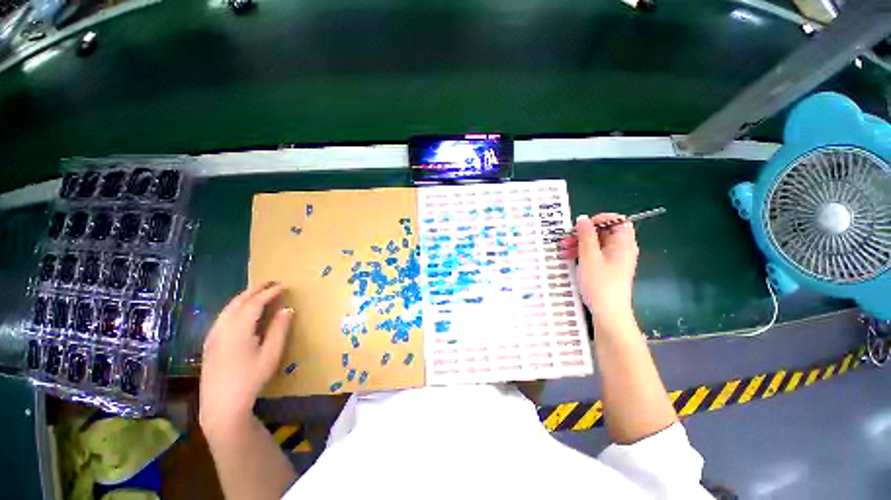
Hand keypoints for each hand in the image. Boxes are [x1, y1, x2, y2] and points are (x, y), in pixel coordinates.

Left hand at [199, 283, 292, 436]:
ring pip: (228, 308)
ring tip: (258, 292)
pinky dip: (235, 307)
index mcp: (238, 330)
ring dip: (244, 297)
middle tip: (271, 283)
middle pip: (238, 302)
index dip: (269, 293)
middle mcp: (222, 328)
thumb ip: (279, 329)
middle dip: (254, 290)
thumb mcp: (271, 354)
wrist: (221, 405)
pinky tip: (241, 310)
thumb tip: (287, 309)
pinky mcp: (209, 343)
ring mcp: (212, 335)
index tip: (283, 286)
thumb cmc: (250, 379)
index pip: (254, 303)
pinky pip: (222, 316)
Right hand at [560, 214, 638, 323]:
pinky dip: (582, 253)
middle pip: (604, 232)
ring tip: (562, 249)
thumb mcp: (589, 257)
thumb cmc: (600, 283)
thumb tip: (583, 218)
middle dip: (583, 233)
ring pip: (597, 243)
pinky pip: (595, 254)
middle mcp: (621, 248)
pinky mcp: (607, 268)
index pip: (618, 220)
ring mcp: (614, 259)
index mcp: (623, 243)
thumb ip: (586, 236)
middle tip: (565, 238)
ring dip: (579, 243)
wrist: (608, 312)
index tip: (582, 225)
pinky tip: (568, 257)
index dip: (600, 219)